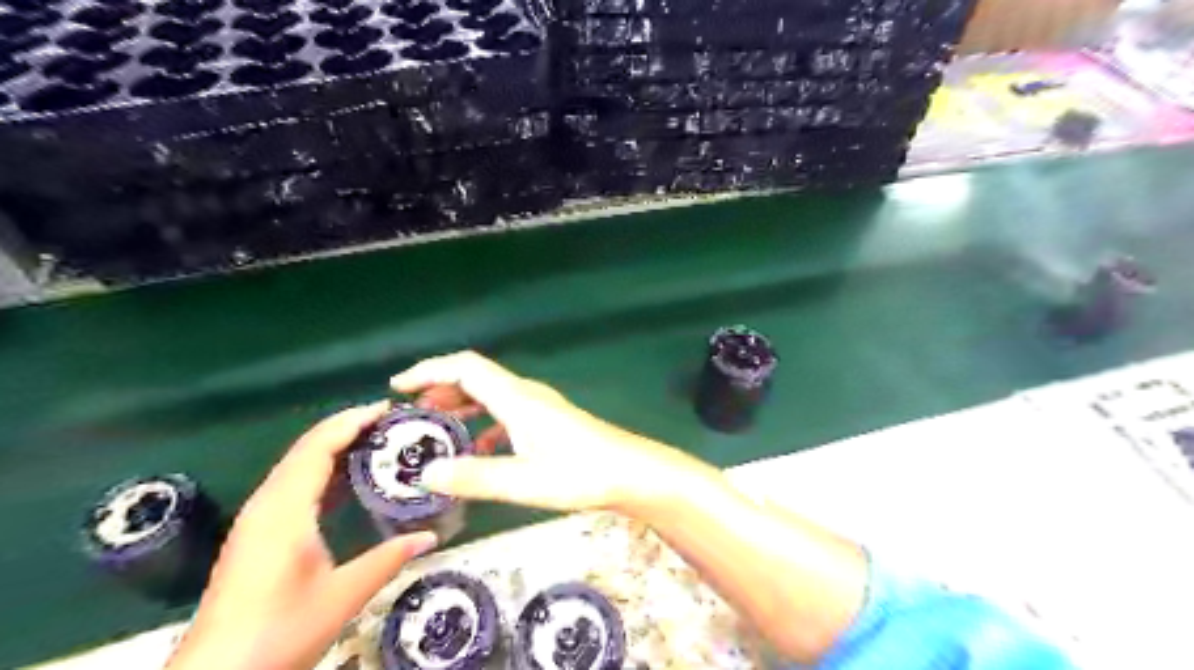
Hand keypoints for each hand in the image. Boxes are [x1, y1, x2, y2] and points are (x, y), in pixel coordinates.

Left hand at [171, 404, 438, 669]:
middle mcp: (267, 505)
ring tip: (376, 440)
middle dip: (346, 427)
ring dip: (334, 445)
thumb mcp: (342, 596)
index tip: (387, 409)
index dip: (351, 422)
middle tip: (390, 421)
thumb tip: (430, 537)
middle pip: (306, 448)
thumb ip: (388, 560)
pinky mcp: (257, 534)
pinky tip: (347, 479)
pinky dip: (322, 469)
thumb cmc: (277, 633)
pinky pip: (293, 484)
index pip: (318, 447)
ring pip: (297, 465)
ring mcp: (258, 519)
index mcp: (284, 510)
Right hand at [392, 350, 690, 512]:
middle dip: (440, 389)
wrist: (629, 473)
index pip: (465, 368)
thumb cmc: (580, 473)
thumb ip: (474, 476)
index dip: (429, 370)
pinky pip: (506, 413)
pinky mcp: (548, 423)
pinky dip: (484, 422)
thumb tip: (425, 473)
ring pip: (490, 396)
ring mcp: (539, 407)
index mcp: (515, 398)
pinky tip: (479, 449)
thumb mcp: (522, 481)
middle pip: (475, 378)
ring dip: (461, 406)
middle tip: (411, 414)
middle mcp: (525, 395)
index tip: (398, 386)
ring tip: (436, 428)